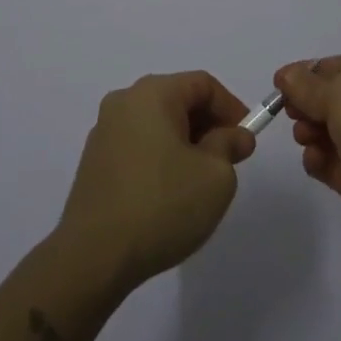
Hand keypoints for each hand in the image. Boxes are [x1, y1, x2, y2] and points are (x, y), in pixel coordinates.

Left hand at [55, 71, 257, 291]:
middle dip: (208, 125)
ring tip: (201, 180)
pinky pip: (138, 146)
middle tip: (229, 160)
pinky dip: (160, 157)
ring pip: (157, 124)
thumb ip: (229, 146)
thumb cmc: (162, 205)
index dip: (231, 107)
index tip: (246, 140)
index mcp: (152, 94)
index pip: (202, 84)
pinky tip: (169, 193)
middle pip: (177, 99)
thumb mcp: (215, 176)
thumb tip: (234, 136)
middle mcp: (123, 102)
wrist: (93, 256)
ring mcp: (104, 132)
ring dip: (185, 143)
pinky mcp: (94, 162)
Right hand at [275, 56, 340, 263]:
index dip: (307, 73)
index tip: (279, 84)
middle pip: (331, 99)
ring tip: (305, 139)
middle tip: (291, 113)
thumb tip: (286, 76)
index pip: (340, 67)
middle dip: (307, 104)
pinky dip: (318, 160)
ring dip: (310, 132)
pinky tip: (315, 161)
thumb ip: (308, 85)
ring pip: (329, 131)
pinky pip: (332, 162)